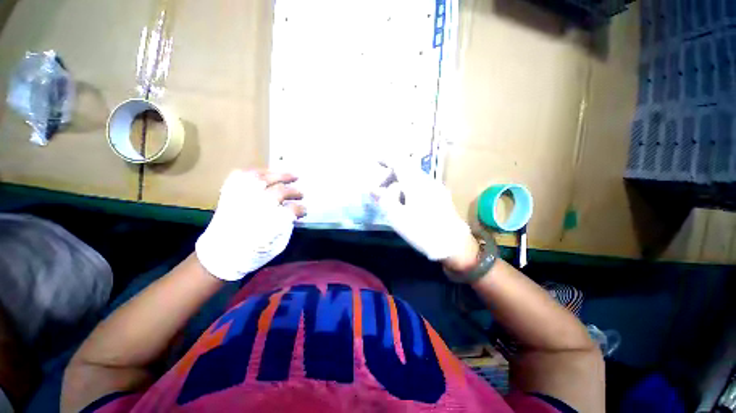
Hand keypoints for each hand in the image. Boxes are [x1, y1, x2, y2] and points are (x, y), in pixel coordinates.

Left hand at [195, 170, 305, 280]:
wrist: (219, 255)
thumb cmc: (252, 253)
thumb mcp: (277, 245)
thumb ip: (287, 226)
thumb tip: (294, 213)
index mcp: (270, 223)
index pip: (293, 209)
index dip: (301, 209)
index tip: (304, 211)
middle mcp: (257, 207)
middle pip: (280, 191)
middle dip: (294, 191)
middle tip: (301, 193)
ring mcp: (242, 198)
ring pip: (262, 179)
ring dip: (279, 175)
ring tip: (290, 175)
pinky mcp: (230, 194)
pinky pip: (242, 176)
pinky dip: (255, 172)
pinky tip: (265, 173)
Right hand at [373, 164, 475, 269]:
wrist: (454, 245)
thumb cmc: (422, 230)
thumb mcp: (397, 217)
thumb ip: (384, 200)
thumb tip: (373, 189)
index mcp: (416, 183)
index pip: (399, 162)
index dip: (386, 159)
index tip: (375, 160)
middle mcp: (427, 181)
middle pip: (406, 170)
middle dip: (391, 177)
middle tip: (380, 191)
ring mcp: (436, 188)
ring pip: (413, 179)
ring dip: (399, 184)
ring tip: (391, 201)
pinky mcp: (441, 197)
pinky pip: (420, 186)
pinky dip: (408, 190)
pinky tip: (406, 205)